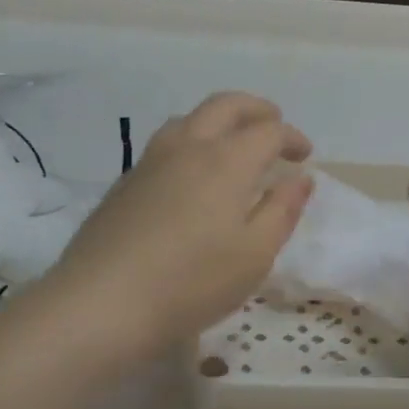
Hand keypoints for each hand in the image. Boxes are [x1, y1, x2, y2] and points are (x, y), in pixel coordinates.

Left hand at [49, 93, 313, 349]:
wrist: (104, 302)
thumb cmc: (193, 283)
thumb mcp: (255, 255)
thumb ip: (281, 211)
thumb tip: (300, 178)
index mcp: (226, 162)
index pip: (267, 131)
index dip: (291, 137)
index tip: (304, 156)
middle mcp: (186, 148)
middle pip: (224, 106)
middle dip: (255, 109)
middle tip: (274, 125)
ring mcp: (149, 163)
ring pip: (187, 121)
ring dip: (218, 123)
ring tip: (231, 147)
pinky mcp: (124, 185)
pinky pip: (164, 147)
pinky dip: (190, 146)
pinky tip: (191, 179)